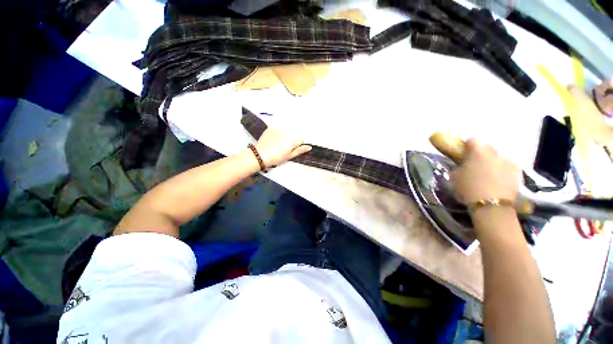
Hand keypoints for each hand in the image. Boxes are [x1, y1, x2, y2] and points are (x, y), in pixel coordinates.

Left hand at [255, 127, 311, 167]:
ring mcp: (279, 128)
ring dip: (284, 135)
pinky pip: (278, 128)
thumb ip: (300, 150)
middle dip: (291, 140)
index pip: (300, 139)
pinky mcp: (271, 128)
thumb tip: (309, 147)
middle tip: (283, 148)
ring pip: (286, 131)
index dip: (297, 145)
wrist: (261, 155)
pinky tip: (273, 139)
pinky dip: (277, 132)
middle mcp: (287, 131)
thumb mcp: (290, 156)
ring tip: (277, 144)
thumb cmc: (276, 157)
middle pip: (293, 134)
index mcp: (293, 139)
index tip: (291, 150)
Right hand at [450, 139, 520, 204]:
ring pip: (498, 159)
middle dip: (481, 155)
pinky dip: (502, 173)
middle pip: (487, 149)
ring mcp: (509, 163)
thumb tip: (461, 166)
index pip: (472, 140)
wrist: (492, 207)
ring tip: (487, 176)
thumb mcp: (454, 178)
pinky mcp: (518, 175)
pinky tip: (497, 182)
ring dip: (492, 164)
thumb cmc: (468, 189)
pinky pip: (507, 169)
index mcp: (478, 152)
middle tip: (474, 165)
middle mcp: (496, 154)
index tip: (463, 153)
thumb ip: (458, 168)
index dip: (467, 146)